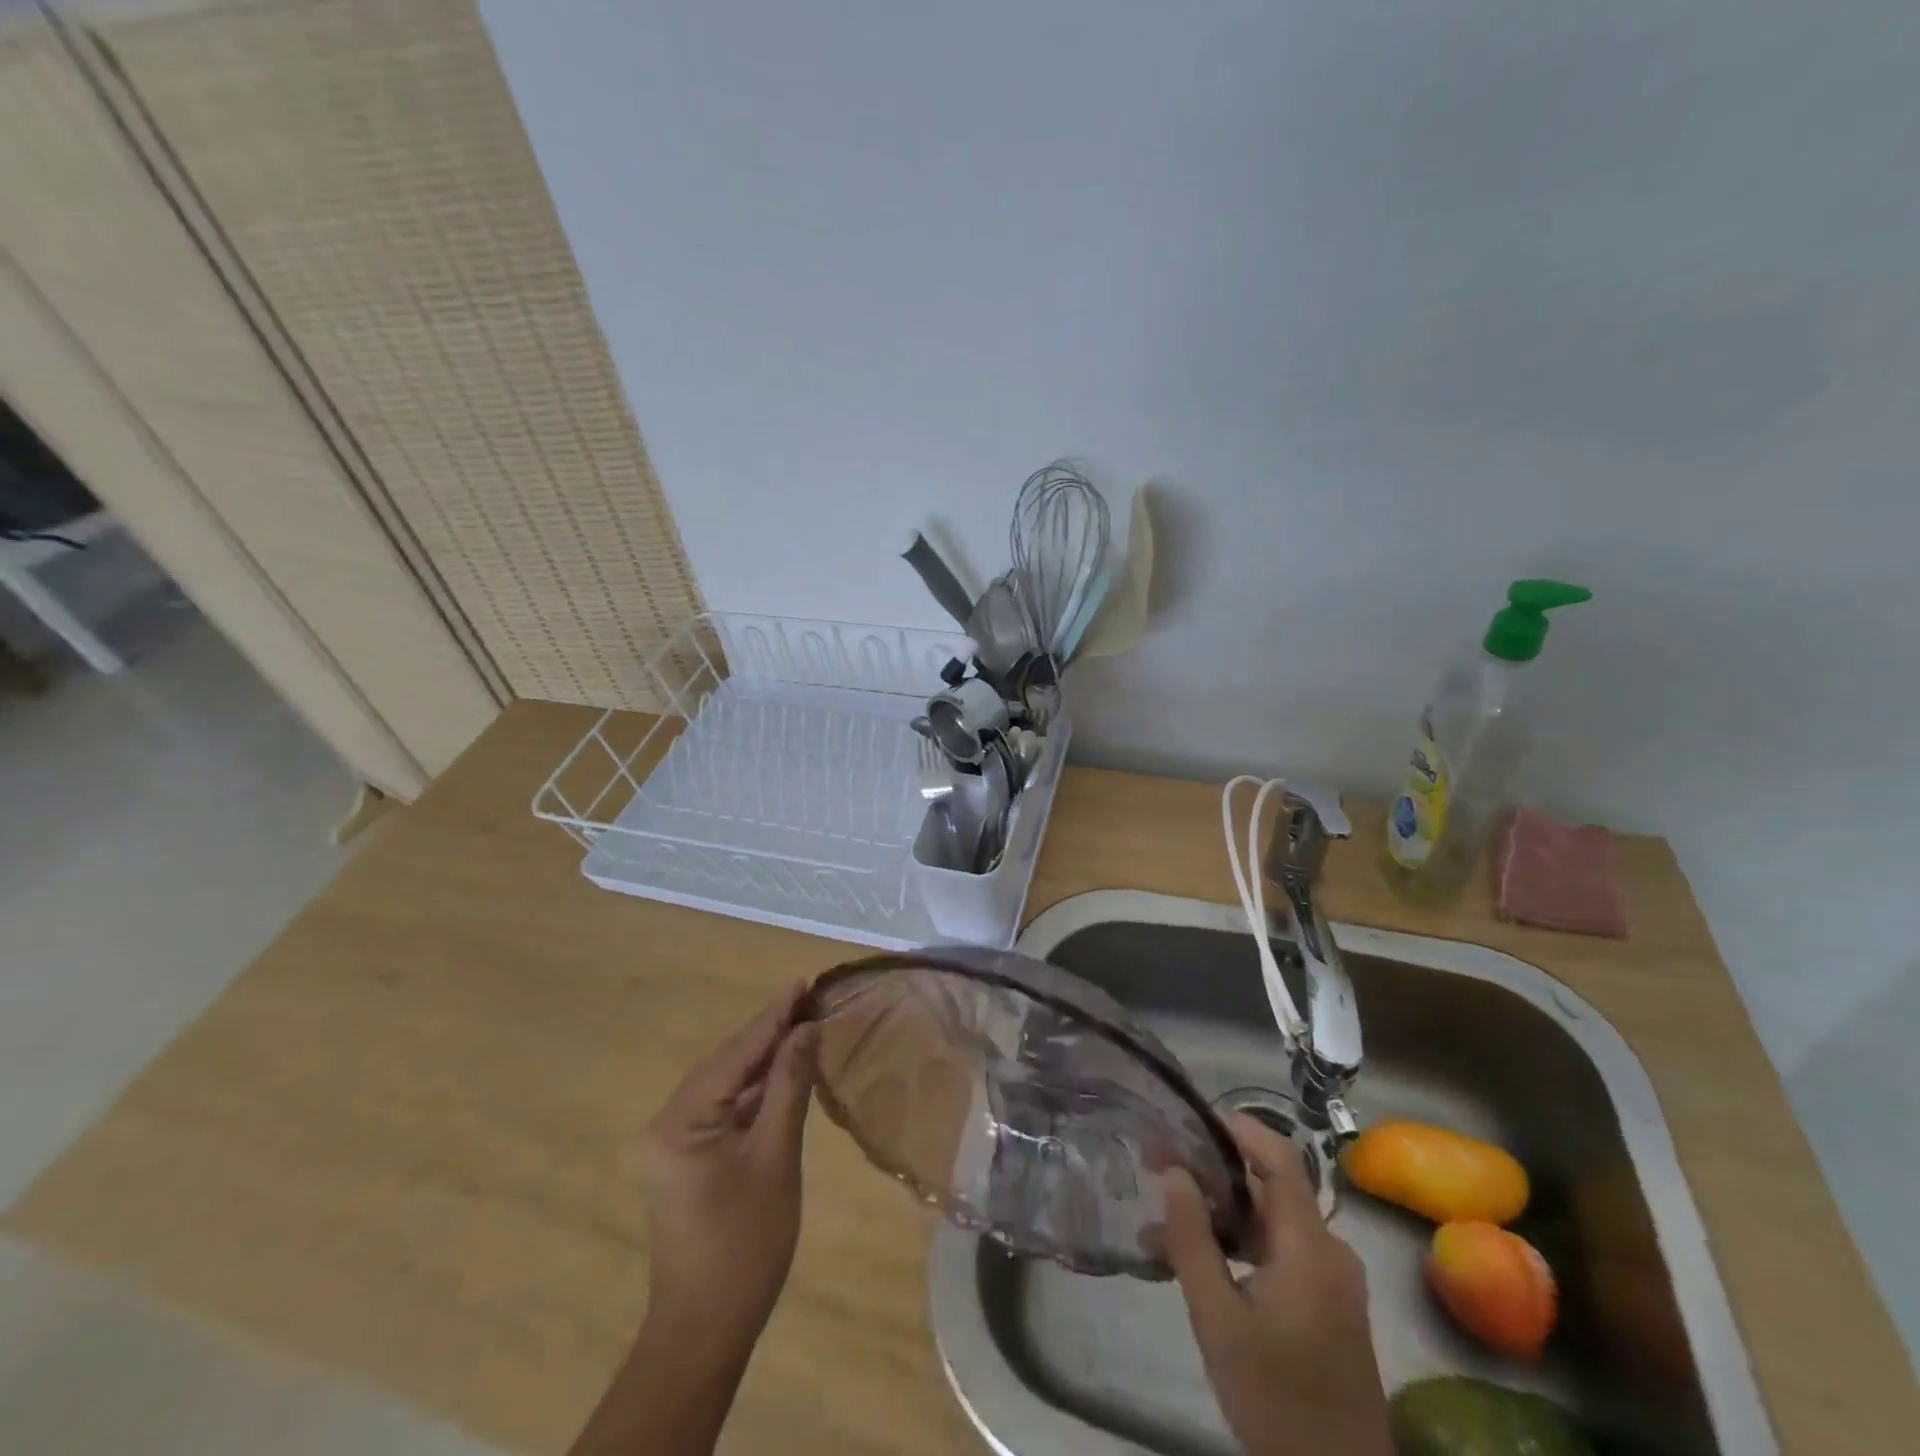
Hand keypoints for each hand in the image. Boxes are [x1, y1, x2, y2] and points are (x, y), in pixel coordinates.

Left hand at [642, 983, 817, 1363]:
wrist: (707, 1329)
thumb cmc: (745, 1243)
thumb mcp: (776, 1157)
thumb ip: (789, 1087)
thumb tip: (807, 1030)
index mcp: (682, 1120)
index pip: (737, 1054)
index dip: (774, 1016)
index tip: (802, 982)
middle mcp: (671, 1122)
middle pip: (729, 1063)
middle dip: (770, 1032)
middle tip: (809, 999)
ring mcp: (679, 1142)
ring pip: (729, 1085)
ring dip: (766, 1059)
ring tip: (804, 1026)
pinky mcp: (692, 1158)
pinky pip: (728, 1109)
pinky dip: (758, 1091)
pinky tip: (786, 1073)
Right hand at [1163, 1116, 1393, 1455]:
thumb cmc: (1276, 1400)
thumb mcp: (1218, 1321)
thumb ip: (1193, 1240)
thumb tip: (1174, 1171)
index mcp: (1311, 1247)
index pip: (1280, 1158)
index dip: (1238, 1128)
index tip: (1189, 1120)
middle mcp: (1330, 1251)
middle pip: (1269, 1188)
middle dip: (1212, 1173)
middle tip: (1157, 1168)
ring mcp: (1333, 1279)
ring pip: (1270, 1222)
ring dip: (1219, 1214)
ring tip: (1161, 1222)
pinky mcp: (1328, 1304)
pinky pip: (1280, 1252)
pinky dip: (1239, 1245)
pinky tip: (1197, 1261)